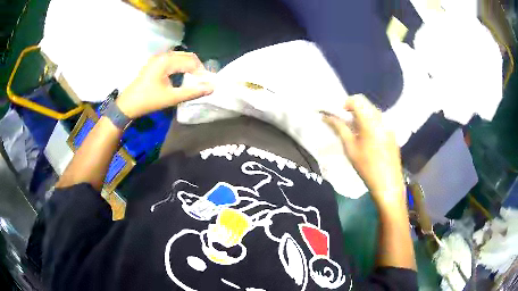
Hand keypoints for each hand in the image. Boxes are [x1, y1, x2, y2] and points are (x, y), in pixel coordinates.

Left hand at [116, 51, 213, 118]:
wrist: (127, 104)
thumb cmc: (148, 101)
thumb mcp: (171, 98)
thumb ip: (192, 92)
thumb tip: (212, 88)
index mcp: (167, 61)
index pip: (191, 61)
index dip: (201, 71)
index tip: (207, 83)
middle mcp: (163, 55)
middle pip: (187, 56)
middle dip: (196, 67)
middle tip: (201, 81)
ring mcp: (158, 58)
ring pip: (180, 57)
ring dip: (189, 66)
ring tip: (193, 79)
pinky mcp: (155, 62)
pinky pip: (173, 59)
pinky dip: (181, 66)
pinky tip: (182, 76)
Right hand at [323, 95, 404, 205]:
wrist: (388, 184)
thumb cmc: (366, 167)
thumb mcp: (350, 148)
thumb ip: (339, 128)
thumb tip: (326, 116)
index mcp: (370, 121)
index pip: (357, 100)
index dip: (345, 104)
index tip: (340, 117)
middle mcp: (381, 119)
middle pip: (365, 104)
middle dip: (353, 110)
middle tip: (346, 125)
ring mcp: (389, 126)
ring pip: (373, 111)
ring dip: (362, 116)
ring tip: (356, 132)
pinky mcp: (392, 133)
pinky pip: (380, 121)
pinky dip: (371, 123)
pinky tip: (368, 139)